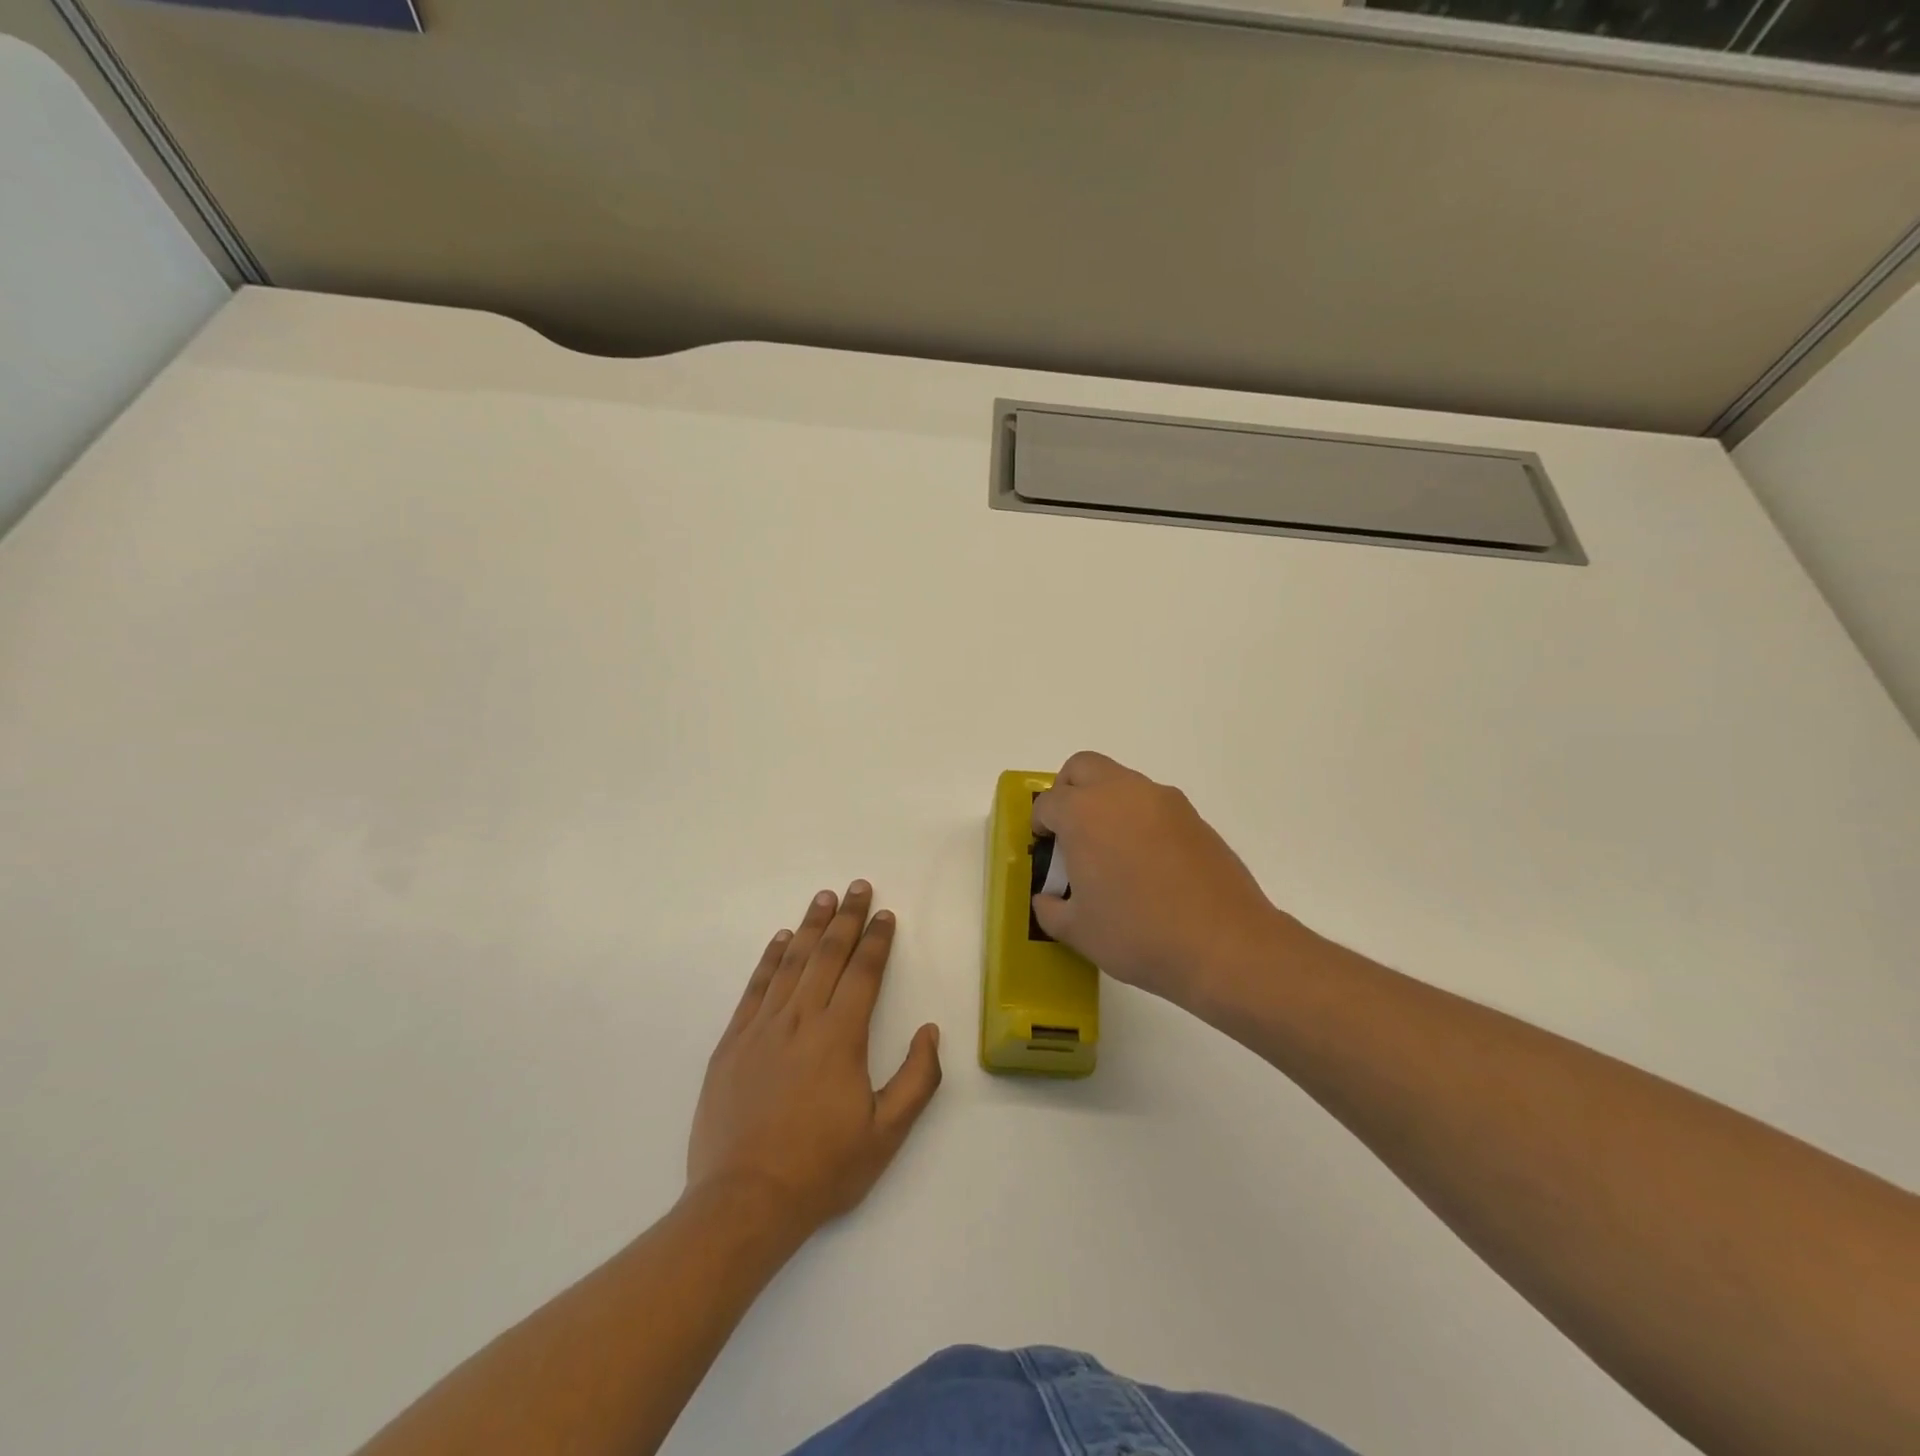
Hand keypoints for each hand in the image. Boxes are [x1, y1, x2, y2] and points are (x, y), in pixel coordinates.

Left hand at [686, 881, 941, 1236]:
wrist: (744, 1202)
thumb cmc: (822, 1168)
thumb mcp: (886, 1134)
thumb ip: (917, 1079)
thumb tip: (930, 1031)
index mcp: (840, 1036)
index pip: (863, 973)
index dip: (877, 940)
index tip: (885, 915)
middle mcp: (802, 1019)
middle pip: (828, 955)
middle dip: (847, 918)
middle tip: (858, 887)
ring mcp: (763, 1028)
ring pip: (790, 962)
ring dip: (809, 926)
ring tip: (823, 898)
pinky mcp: (733, 1042)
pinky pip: (755, 988)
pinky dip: (769, 959)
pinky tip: (779, 940)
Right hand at [1031, 752, 1294, 1011]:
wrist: (1224, 945)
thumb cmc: (1138, 934)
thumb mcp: (1078, 931)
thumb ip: (1050, 909)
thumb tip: (1049, 898)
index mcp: (1084, 813)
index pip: (1048, 803)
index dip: (1040, 826)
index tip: (1045, 851)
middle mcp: (1122, 793)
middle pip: (1083, 768)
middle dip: (1068, 792)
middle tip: (1071, 832)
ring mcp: (1163, 801)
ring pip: (1121, 782)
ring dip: (1106, 804)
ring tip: (1112, 853)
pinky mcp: (1194, 817)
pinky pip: (1153, 805)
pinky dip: (1140, 820)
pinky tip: (1148, 864)